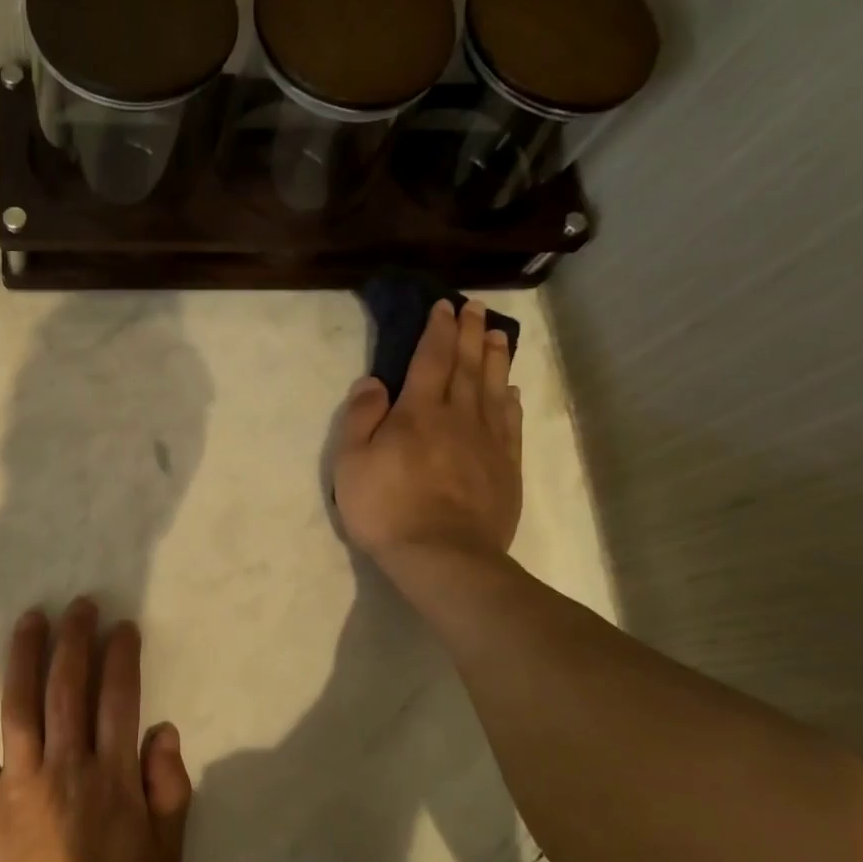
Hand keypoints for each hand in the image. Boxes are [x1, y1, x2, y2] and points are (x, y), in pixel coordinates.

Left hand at [0, 599, 192, 861]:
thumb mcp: (165, 858)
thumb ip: (169, 790)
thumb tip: (164, 731)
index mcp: (112, 777)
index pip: (119, 698)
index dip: (121, 656)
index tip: (121, 627)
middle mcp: (65, 764)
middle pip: (68, 686)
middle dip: (75, 639)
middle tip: (77, 605)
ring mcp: (17, 778)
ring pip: (21, 701)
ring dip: (25, 654)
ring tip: (30, 618)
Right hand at [333, 299, 522, 572]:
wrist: (442, 555)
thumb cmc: (386, 509)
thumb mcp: (351, 463)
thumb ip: (360, 418)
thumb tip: (373, 382)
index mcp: (418, 412)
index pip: (430, 359)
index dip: (436, 330)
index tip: (443, 306)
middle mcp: (458, 416)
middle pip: (466, 366)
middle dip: (469, 333)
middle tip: (475, 307)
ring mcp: (487, 442)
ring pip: (493, 388)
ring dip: (494, 358)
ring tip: (496, 334)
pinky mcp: (505, 467)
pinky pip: (509, 424)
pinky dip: (510, 401)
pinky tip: (511, 391)